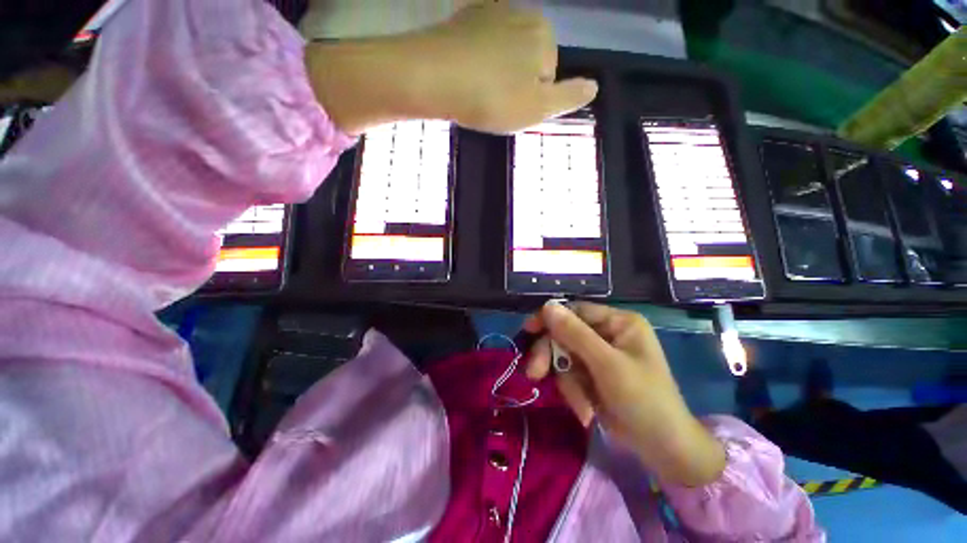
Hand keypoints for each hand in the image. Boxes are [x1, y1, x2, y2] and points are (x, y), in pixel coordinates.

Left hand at [304, 1, 597, 134]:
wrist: (433, 77)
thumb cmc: (491, 98)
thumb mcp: (537, 107)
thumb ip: (568, 97)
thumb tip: (593, 86)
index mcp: (543, 32)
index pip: (548, 74)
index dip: (532, 97)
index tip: (512, 107)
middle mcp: (520, 12)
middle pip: (526, 62)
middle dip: (514, 84)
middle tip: (493, 103)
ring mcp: (488, 12)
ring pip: (503, 56)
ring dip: (495, 77)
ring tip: (477, 93)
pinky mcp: (461, 20)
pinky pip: (480, 48)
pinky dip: (476, 64)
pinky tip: (464, 77)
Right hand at [525, 302, 725, 486]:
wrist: (663, 450)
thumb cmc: (643, 400)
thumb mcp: (607, 365)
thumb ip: (575, 334)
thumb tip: (547, 306)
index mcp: (618, 322)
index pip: (575, 310)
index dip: (550, 318)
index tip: (528, 331)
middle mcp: (608, 334)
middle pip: (566, 334)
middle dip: (552, 355)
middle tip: (534, 373)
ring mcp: (600, 355)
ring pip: (565, 356)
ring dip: (565, 380)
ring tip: (579, 403)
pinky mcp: (594, 375)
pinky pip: (570, 374)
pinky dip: (573, 391)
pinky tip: (585, 408)